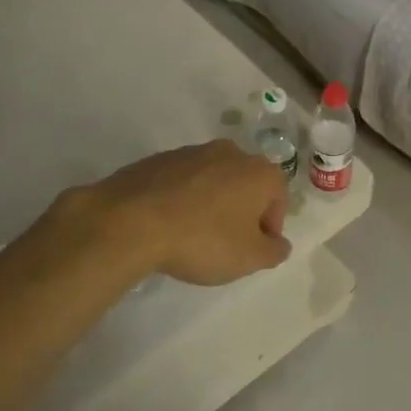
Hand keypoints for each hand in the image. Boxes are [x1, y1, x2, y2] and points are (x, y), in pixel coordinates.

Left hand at [73, 140, 291, 284]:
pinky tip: (169, 224)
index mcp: (259, 171)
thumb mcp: (249, 258)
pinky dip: (183, 199)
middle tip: (227, 244)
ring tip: (194, 235)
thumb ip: (273, 251)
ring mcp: (192, 151)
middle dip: (242, 212)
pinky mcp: (160, 158)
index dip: (270, 228)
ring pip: (214, 180)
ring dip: (212, 204)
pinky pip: (183, 181)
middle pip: (246, 185)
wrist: (132, 221)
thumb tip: (278, 243)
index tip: (253, 250)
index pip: (279, 199)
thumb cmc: (203, 239)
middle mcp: (230, 152)